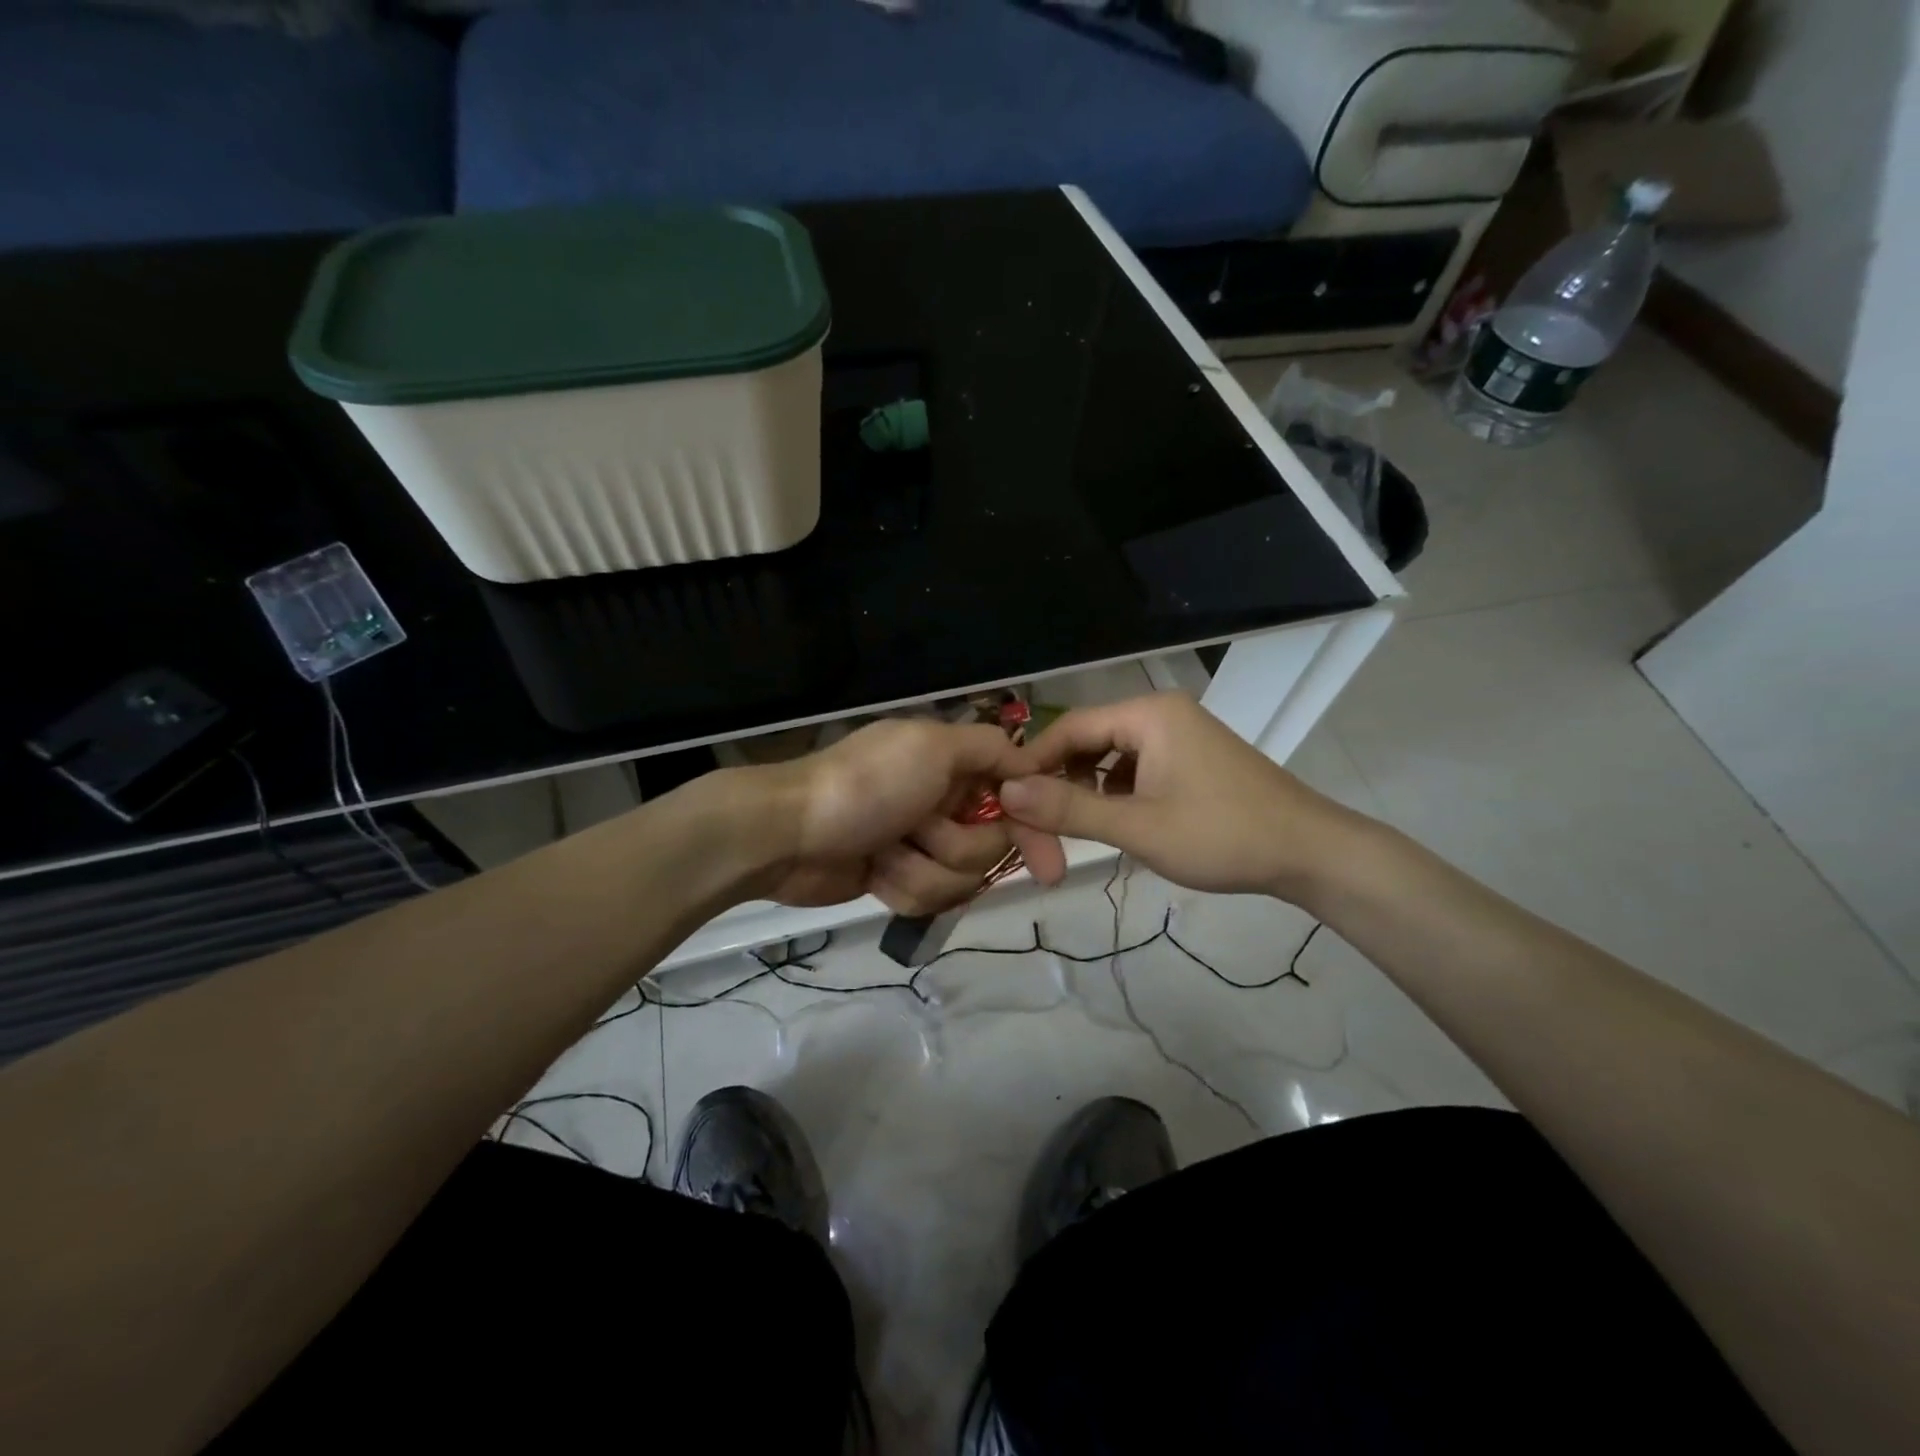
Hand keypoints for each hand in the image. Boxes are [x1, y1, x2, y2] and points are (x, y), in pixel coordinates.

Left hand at [752, 718, 1047, 914]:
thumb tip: (1034, 764)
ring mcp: (919, 842)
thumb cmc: (866, 785)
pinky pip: (928, 898)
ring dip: (921, 869)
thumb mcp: (932, 747)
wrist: (788, 835)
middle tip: (919, 830)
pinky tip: (872, 872)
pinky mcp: (898, 877)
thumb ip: (991, 749)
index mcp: (954, 764)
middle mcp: (943, 800)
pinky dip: (900, 886)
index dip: (1034, 830)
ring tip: (884, 852)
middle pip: (991, 846)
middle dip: (955, 846)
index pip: (1017, 797)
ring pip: (960, 878)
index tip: (1050, 867)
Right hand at [996, 693, 1357, 900]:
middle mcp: (1160, 714)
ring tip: (1070, 829)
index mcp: (1148, 715)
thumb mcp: (1138, 827)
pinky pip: (1136, 768)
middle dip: (1060, 780)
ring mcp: (1179, 736)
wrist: (1310, 853)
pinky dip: (1116, 793)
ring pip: (1111, 757)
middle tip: (1036, 825)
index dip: (1032, 762)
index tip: (1004, 800)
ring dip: (1087, 790)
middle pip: (1089, 740)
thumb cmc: (1222, 835)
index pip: (1069, 727)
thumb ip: (1068, 809)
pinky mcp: (1191, 759)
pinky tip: (1112, 823)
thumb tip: (1006, 792)